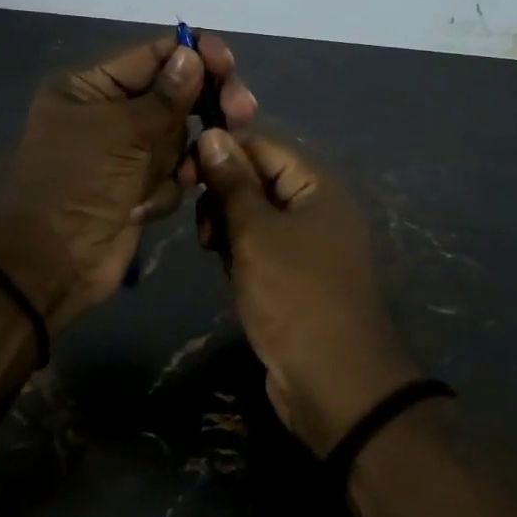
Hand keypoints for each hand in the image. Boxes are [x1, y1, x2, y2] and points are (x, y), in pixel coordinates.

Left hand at [0, 35, 255, 331]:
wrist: (53, 261)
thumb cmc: (79, 183)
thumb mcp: (123, 131)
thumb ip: (166, 95)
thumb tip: (192, 54)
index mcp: (91, 86)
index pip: (153, 56)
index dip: (193, 54)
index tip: (228, 64)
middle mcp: (108, 113)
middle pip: (174, 95)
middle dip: (203, 107)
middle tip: (241, 113)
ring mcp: (124, 153)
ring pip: (178, 138)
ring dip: (180, 158)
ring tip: (183, 175)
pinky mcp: (137, 188)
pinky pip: (171, 174)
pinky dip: (163, 190)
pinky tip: (144, 207)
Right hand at [195, 130, 418, 454]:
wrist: (333, 382)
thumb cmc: (294, 296)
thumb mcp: (256, 233)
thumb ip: (232, 183)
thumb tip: (212, 134)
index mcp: (317, 186)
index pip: (262, 147)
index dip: (222, 153)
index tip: (183, 173)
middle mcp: (316, 209)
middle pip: (257, 181)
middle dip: (222, 196)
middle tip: (204, 229)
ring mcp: (307, 246)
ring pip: (254, 218)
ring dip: (227, 228)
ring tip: (213, 252)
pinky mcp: (295, 278)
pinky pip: (260, 249)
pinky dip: (239, 255)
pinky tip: (226, 272)